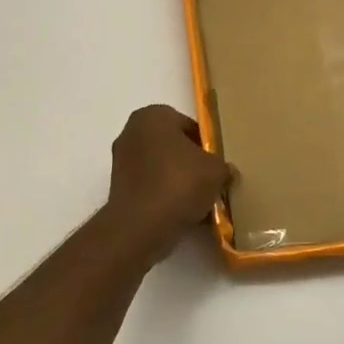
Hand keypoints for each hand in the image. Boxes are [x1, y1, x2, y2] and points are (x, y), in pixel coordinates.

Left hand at [100, 105, 233, 261]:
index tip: (218, 165)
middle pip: (173, 146)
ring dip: (180, 182)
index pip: (188, 125)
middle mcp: (132, 132)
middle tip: (211, 182)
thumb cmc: (179, 183)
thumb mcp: (216, 171)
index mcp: (153, 116)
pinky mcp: (118, 188)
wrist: (141, 227)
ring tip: (201, 203)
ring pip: (162, 168)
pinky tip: (185, 215)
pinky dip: (166, 197)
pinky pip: (151, 187)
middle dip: (192, 164)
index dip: (207, 146)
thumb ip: (223, 167)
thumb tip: (226, 172)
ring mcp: (121, 161)